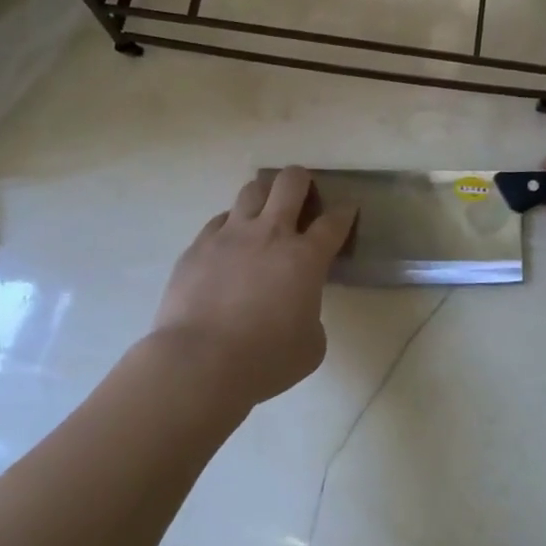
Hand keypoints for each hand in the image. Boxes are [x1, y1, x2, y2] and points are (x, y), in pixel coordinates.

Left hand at [151, 167, 356, 406]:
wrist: (198, 364)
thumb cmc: (264, 361)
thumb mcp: (310, 346)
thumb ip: (312, 315)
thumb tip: (300, 308)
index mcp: (305, 257)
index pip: (334, 221)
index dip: (345, 212)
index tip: (347, 210)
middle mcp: (270, 233)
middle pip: (290, 181)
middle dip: (302, 181)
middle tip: (302, 198)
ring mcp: (230, 234)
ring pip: (252, 189)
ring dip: (264, 196)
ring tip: (264, 213)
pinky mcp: (198, 246)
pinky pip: (219, 220)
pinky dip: (230, 226)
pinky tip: (229, 245)